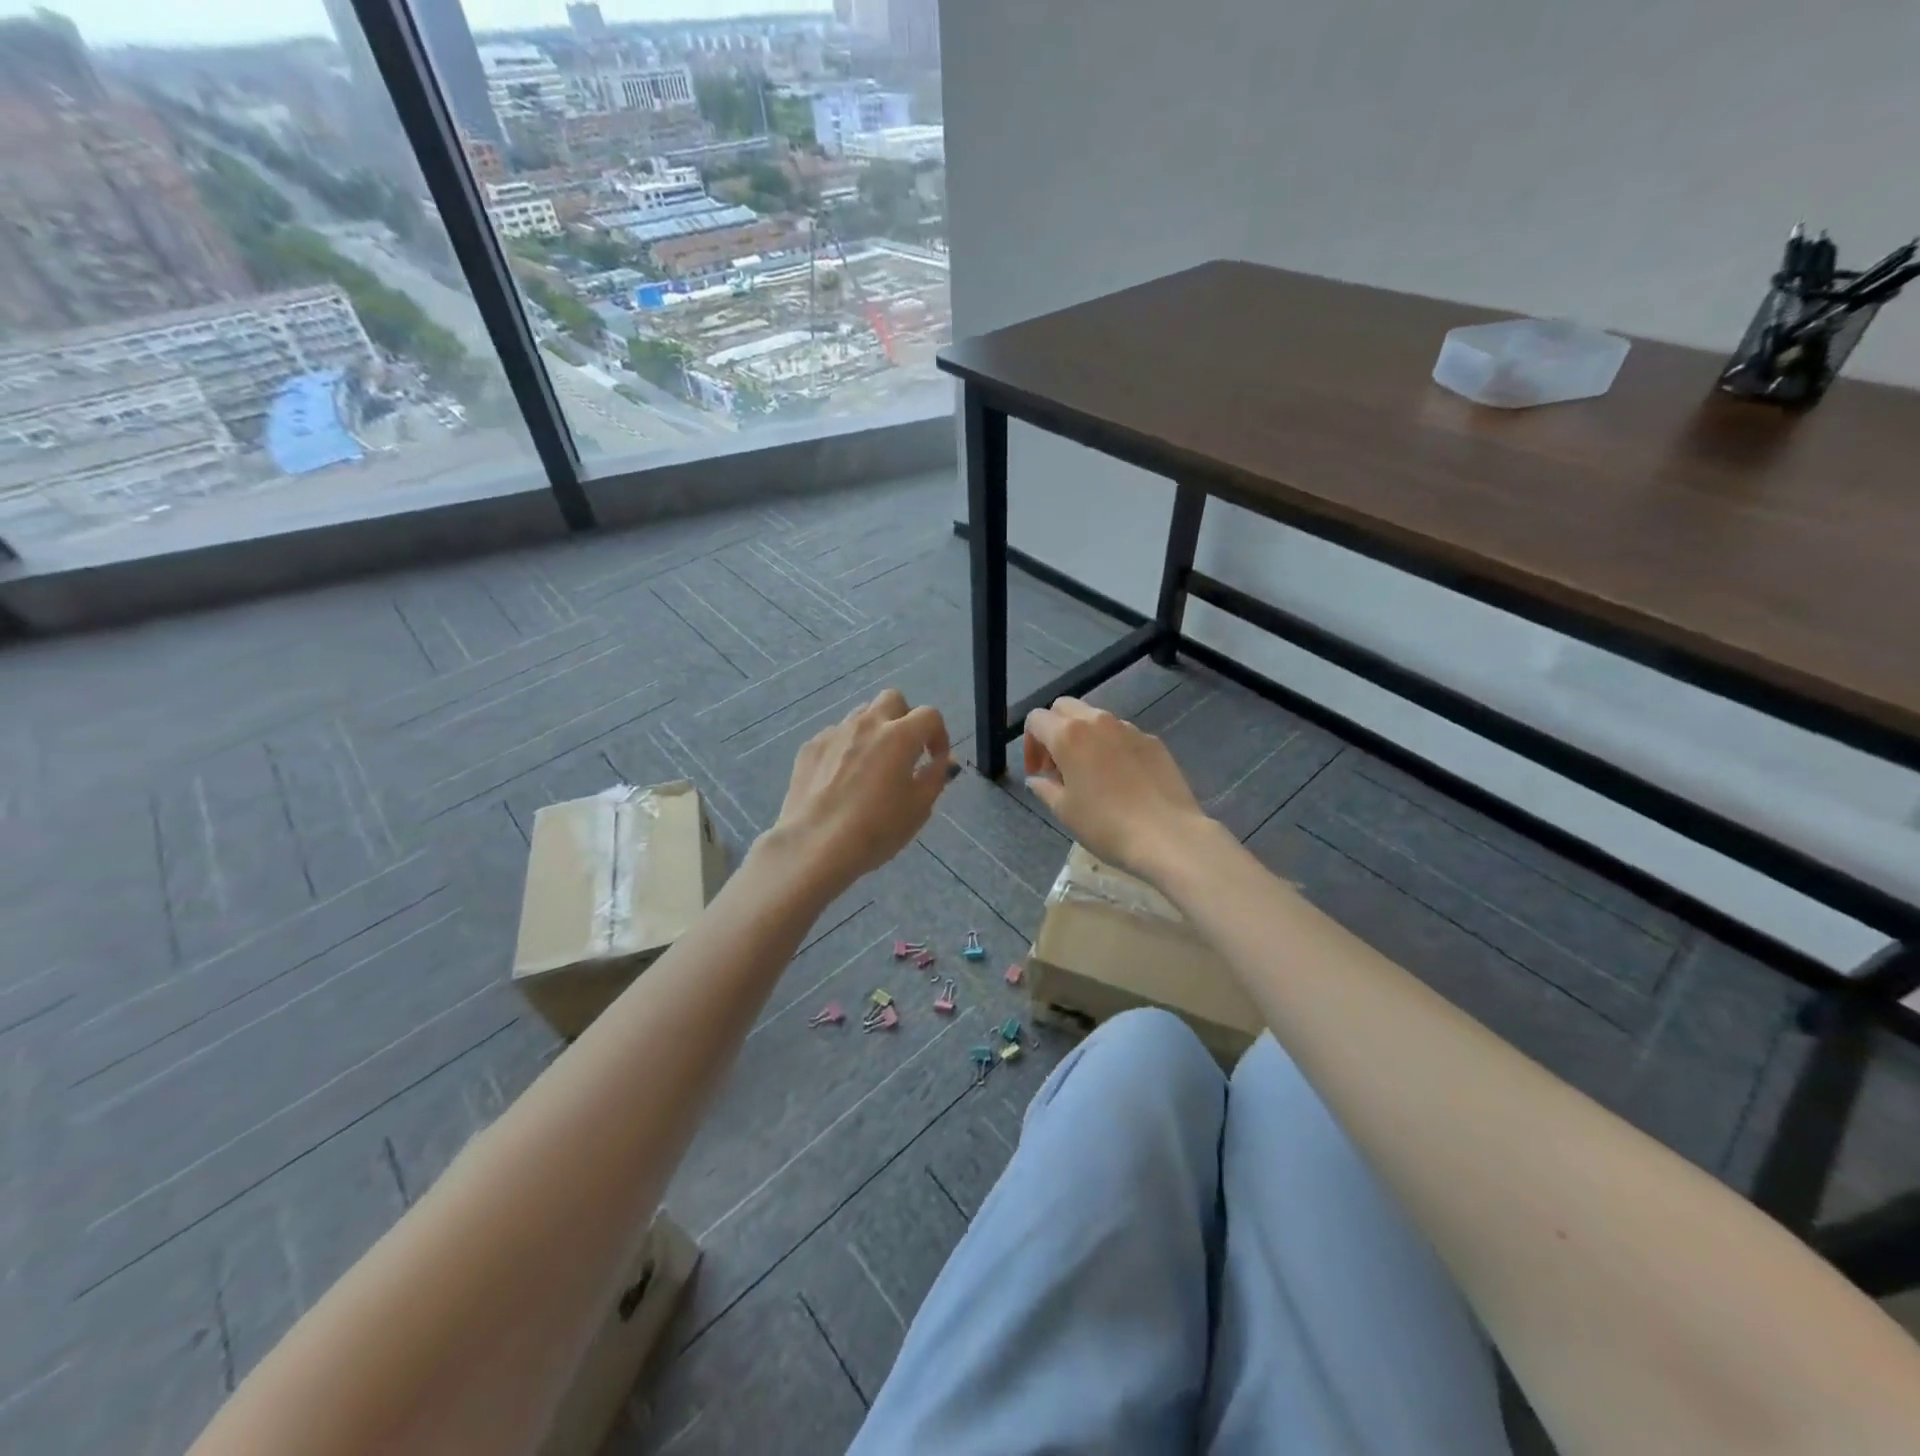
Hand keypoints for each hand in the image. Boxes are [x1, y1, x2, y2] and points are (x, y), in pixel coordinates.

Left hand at [765, 688, 952, 898]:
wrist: (814, 846)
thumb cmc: (876, 830)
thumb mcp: (919, 808)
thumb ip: (936, 775)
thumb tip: (943, 759)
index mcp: (899, 736)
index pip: (929, 715)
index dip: (939, 735)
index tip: (935, 760)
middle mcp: (867, 724)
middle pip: (893, 699)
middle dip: (905, 718)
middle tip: (905, 751)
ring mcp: (835, 733)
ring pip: (861, 715)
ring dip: (874, 731)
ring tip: (872, 765)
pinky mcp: (810, 747)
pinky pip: (836, 736)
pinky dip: (847, 748)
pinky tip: (842, 779)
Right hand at [1023, 697, 1213, 884]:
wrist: (1167, 835)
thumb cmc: (1106, 825)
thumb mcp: (1065, 811)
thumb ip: (1045, 788)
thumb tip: (1038, 779)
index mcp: (1069, 735)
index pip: (1036, 720)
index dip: (1030, 744)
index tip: (1037, 773)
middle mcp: (1098, 721)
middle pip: (1065, 708)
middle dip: (1054, 730)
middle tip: (1057, 766)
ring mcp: (1129, 729)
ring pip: (1096, 719)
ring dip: (1083, 737)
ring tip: (1089, 773)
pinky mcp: (1153, 741)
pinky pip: (1123, 735)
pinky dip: (1111, 747)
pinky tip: (1120, 779)